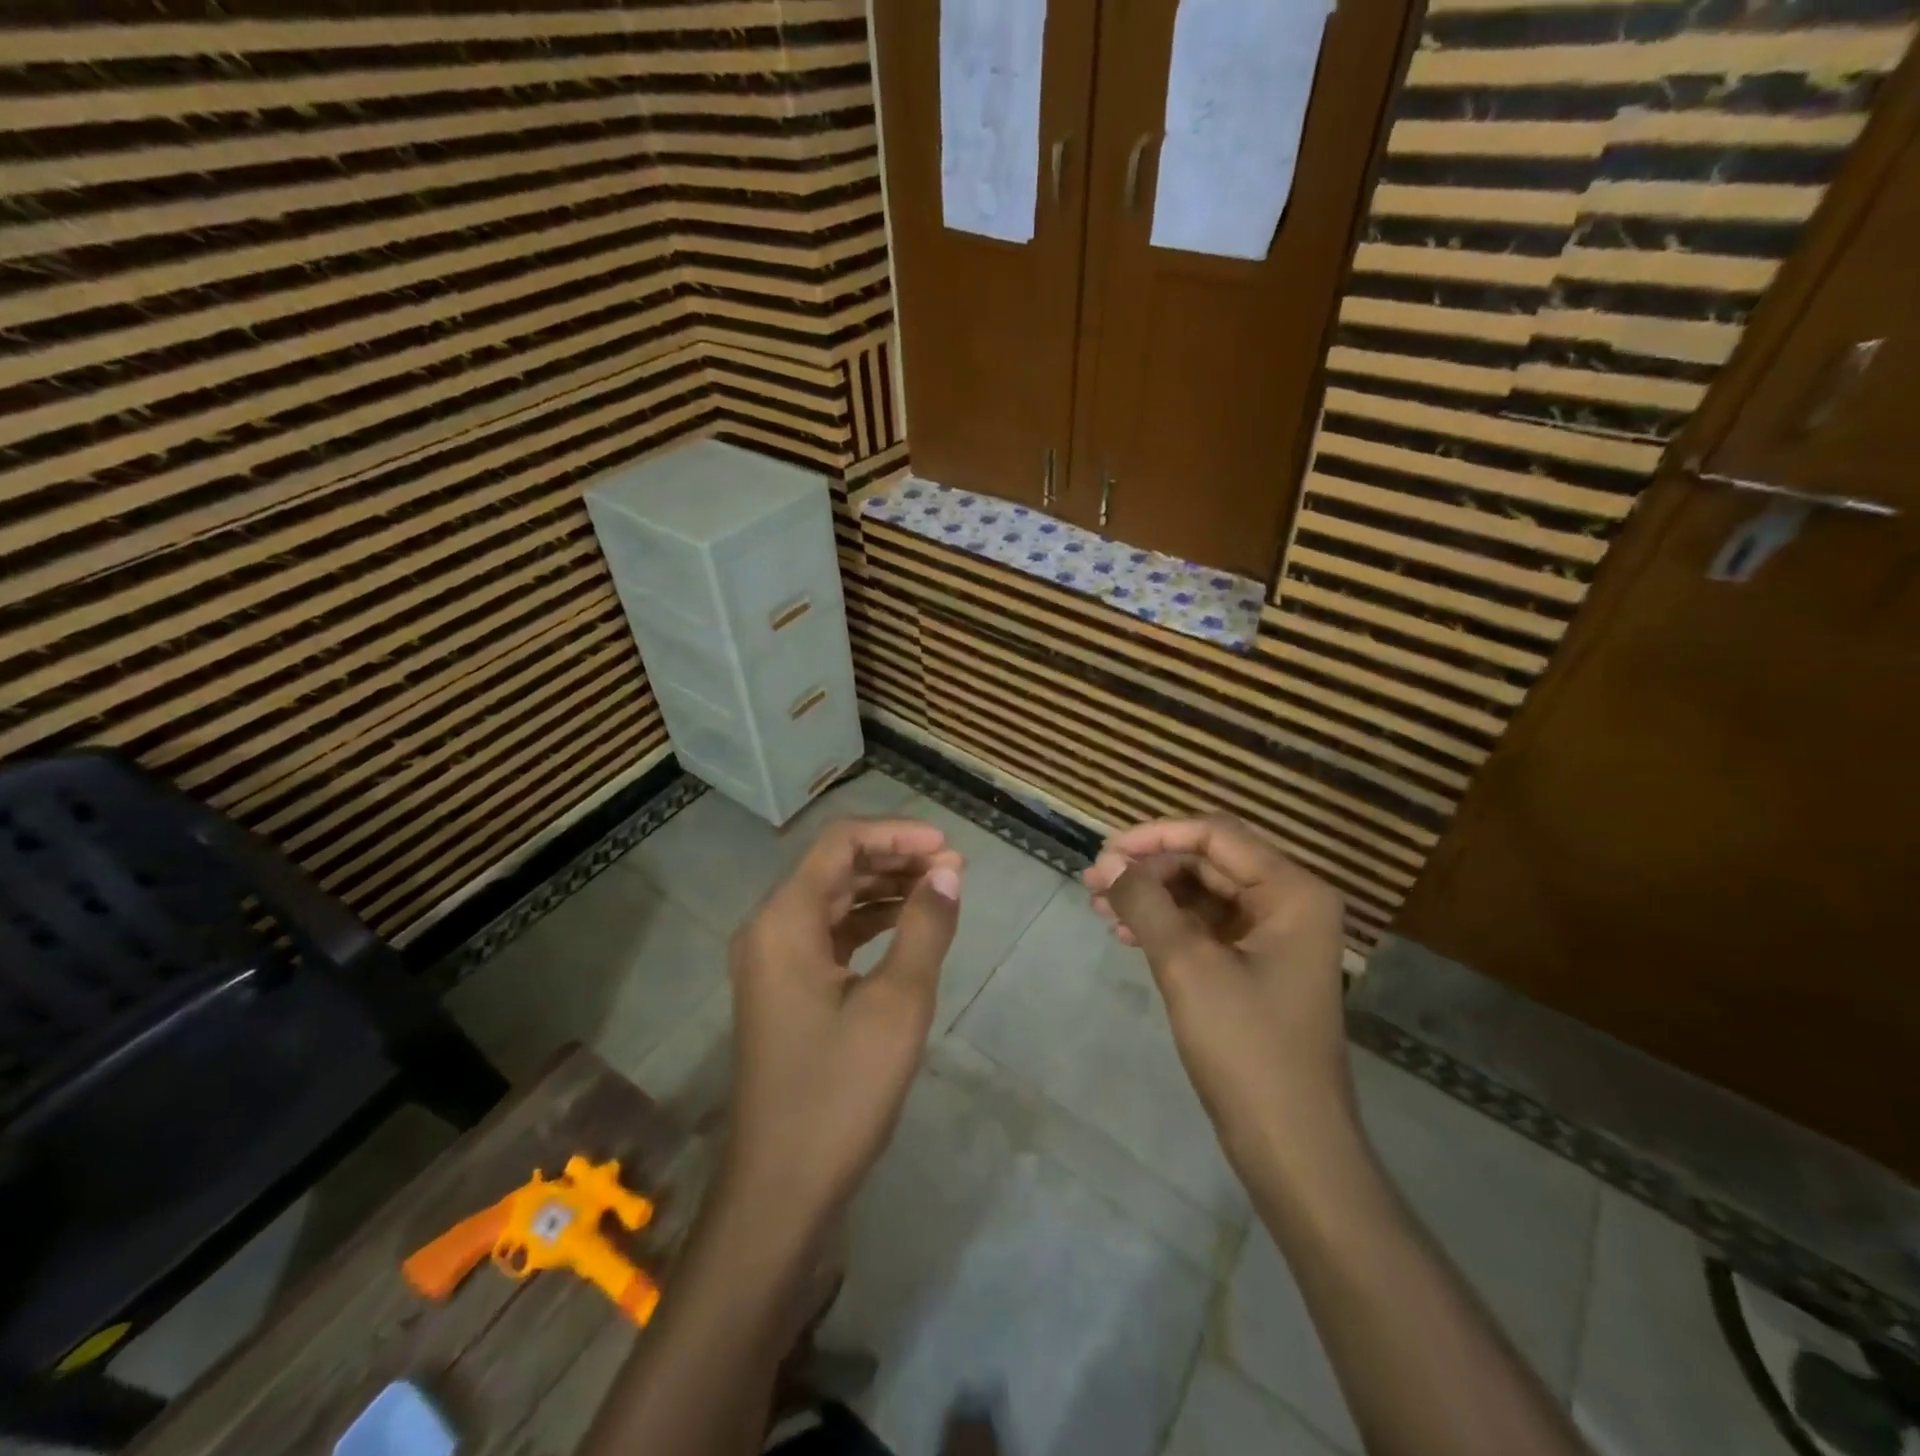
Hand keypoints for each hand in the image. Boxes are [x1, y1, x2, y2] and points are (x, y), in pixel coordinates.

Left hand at [722, 818, 962, 1231]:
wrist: (781, 1188)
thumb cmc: (839, 1091)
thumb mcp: (897, 1004)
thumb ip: (924, 928)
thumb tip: (949, 872)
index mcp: (784, 920)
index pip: (841, 844)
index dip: (897, 834)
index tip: (949, 847)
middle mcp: (769, 928)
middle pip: (835, 866)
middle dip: (895, 859)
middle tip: (953, 870)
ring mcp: (773, 959)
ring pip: (833, 898)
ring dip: (884, 888)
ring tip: (940, 891)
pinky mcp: (784, 988)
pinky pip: (828, 933)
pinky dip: (869, 922)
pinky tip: (907, 928)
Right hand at [1083, 814, 1352, 1176]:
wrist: (1292, 1147)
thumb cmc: (1246, 1048)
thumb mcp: (1188, 966)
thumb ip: (1146, 903)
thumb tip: (1108, 864)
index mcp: (1292, 891)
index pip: (1215, 835)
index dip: (1154, 837)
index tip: (1103, 854)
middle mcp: (1289, 902)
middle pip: (1208, 861)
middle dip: (1149, 870)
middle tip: (1093, 885)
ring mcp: (1274, 936)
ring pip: (1202, 894)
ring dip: (1152, 897)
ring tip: (1100, 910)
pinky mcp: (1257, 966)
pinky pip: (1206, 927)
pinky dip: (1166, 925)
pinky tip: (1126, 934)